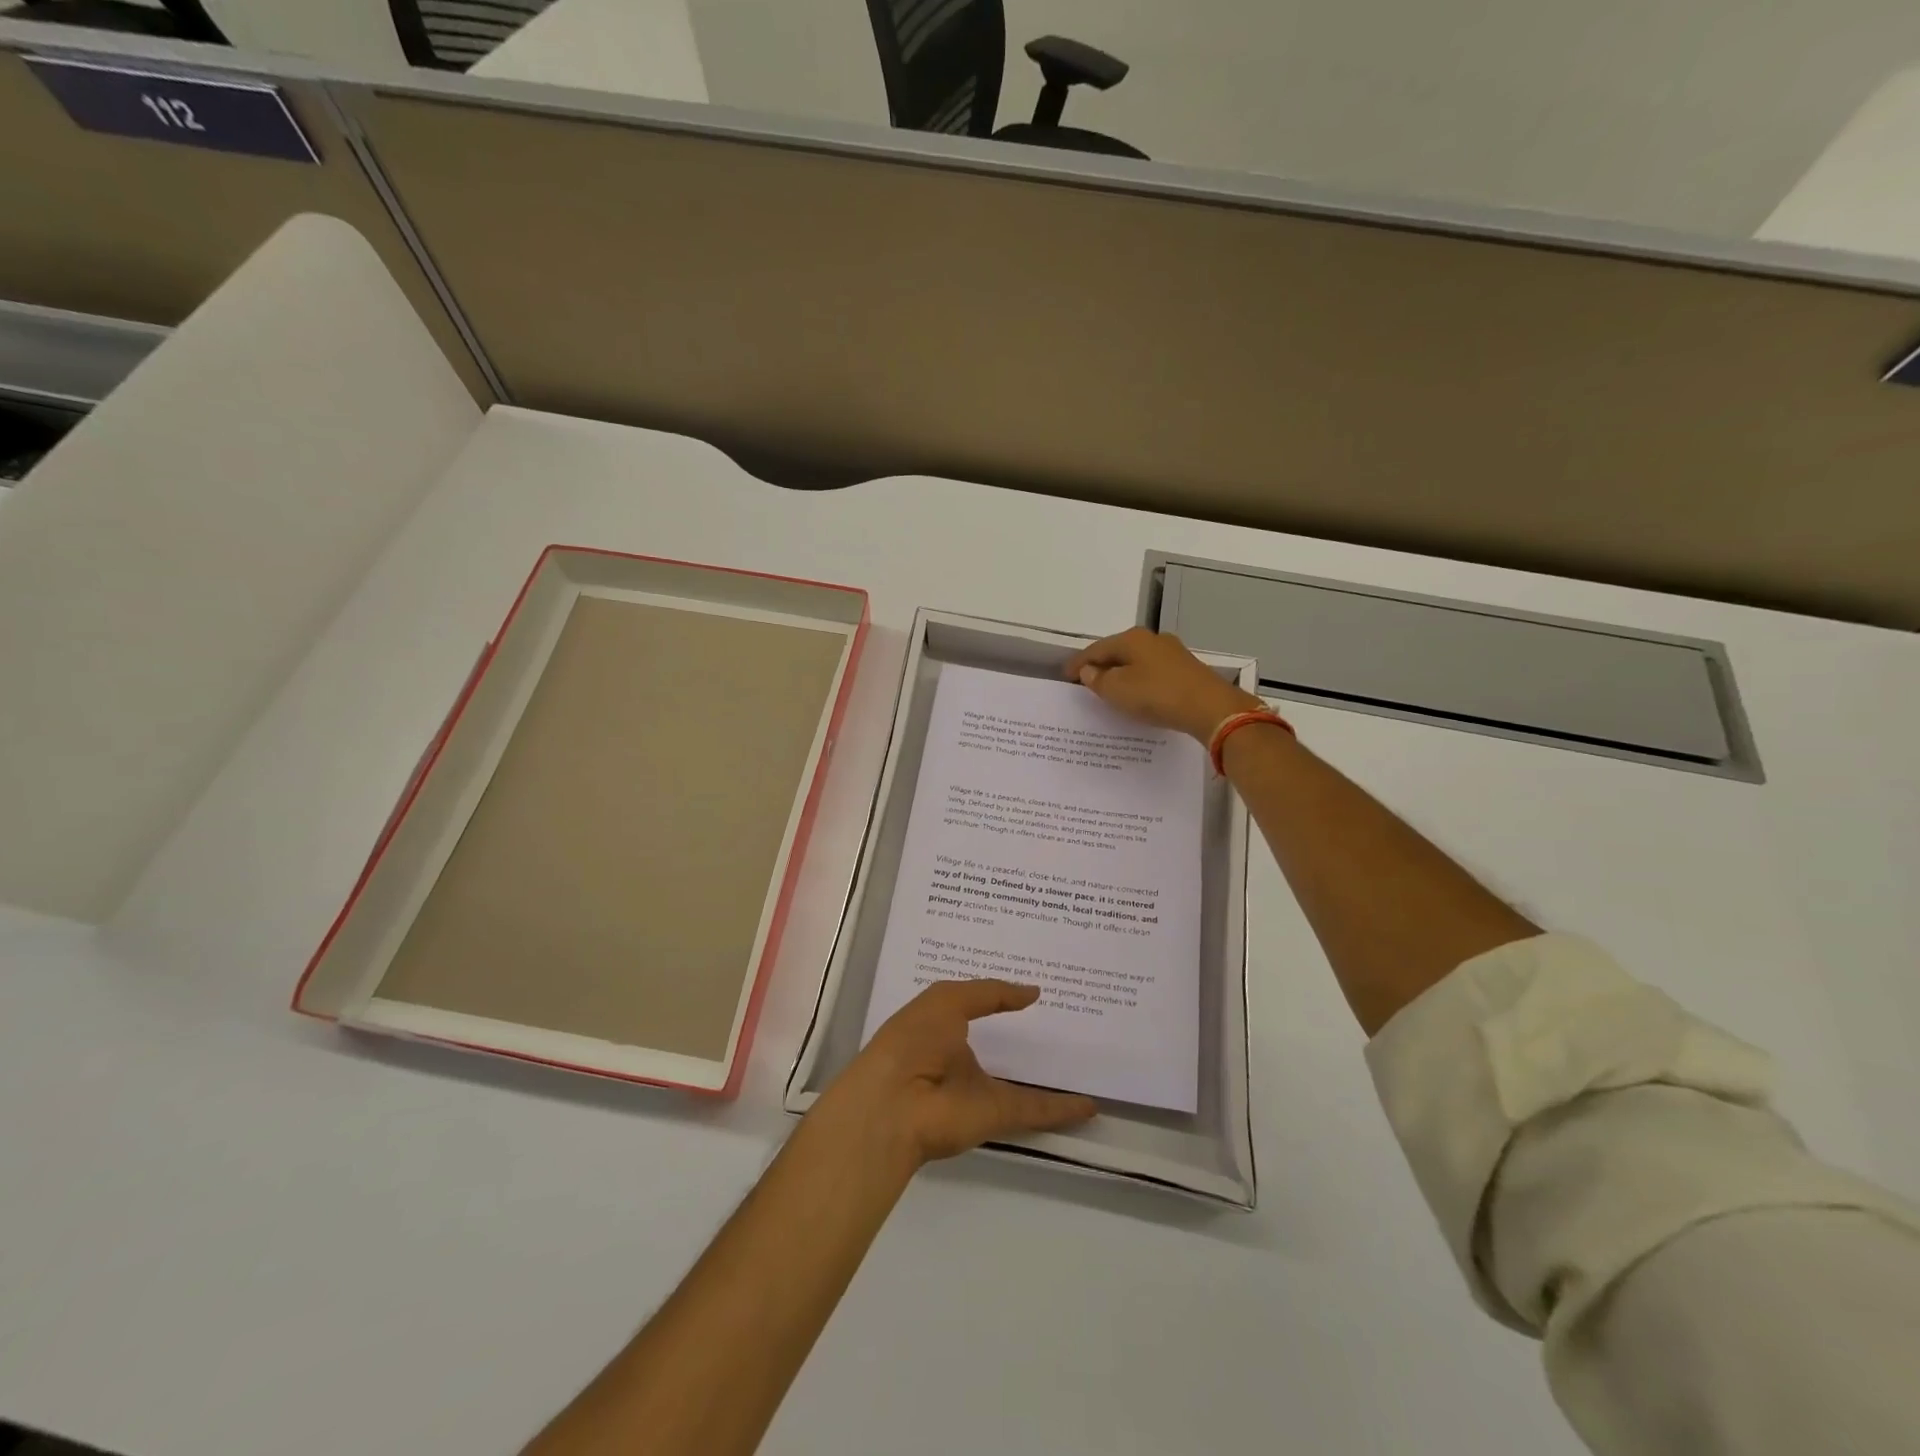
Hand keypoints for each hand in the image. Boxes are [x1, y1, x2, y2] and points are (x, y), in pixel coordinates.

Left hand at [815, 980, 1096, 1170]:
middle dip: (1026, 1036)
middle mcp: (960, 1058)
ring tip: (1083, 1061)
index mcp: (942, 1027)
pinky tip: (1091, 1105)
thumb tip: (1032, 992)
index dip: (1001, 997)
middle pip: (999, 1046)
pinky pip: (1035, 1110)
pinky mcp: (996, 1116)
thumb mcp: (948, 1000)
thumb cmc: (914, 1039)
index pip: (976, 1007)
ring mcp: (979, 1089)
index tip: (1033, 987)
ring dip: (1048, 1076)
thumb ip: (991, 993)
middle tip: (1067, 1020)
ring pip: (1021, 1081)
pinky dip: (1063, 1109)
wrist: (895, 1103)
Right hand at [1065, 627, 1263, 742]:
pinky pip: (1152, 673)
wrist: (1210, 708)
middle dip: (1101, 666)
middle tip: (1085, 682)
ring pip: (1136, 662)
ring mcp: (1172, 653)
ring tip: (1109, 690)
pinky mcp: (1186, 670)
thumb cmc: (1157, 695)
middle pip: (1118, 652)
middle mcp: (1152, 639)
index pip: (1096, 649)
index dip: (1078, 663)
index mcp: (1131, 639)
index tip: (1065, 676)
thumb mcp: (1118, 690)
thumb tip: (1088, 670)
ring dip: (1121, 674)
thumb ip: (1098, 680)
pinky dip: (1139, 681)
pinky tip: (1137, 694)